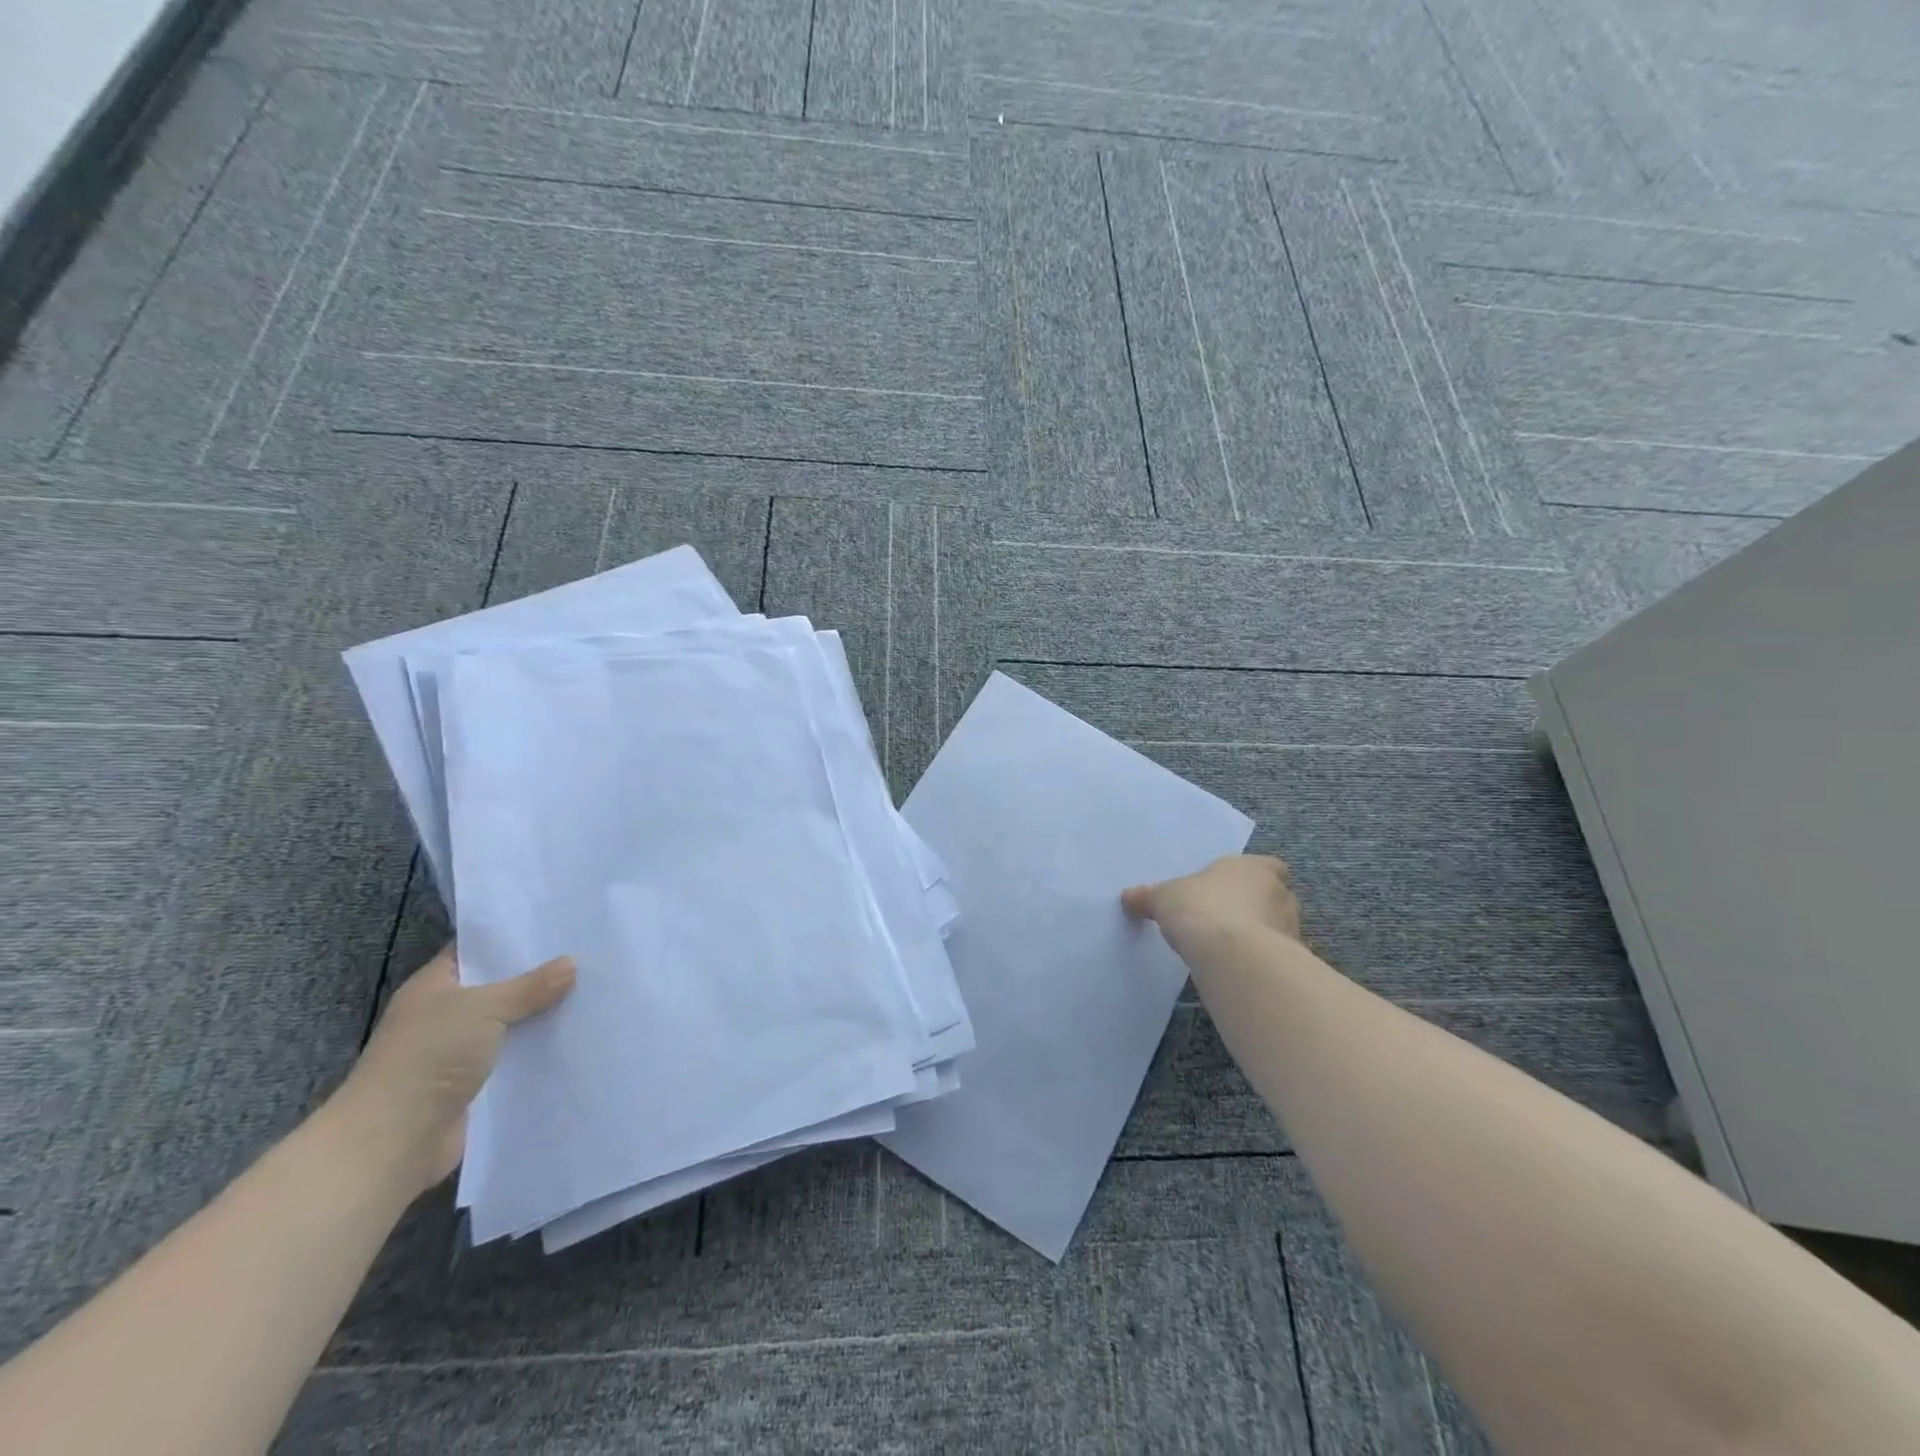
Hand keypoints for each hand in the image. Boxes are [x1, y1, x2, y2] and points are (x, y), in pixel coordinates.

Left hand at [326, 945, 574, 1198]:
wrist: (393, 1142)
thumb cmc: (428, 1058)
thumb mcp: (483, 1008)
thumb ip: (529, 986)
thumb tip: (570, 963)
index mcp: (434, 986)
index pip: (476, 950)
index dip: (512, 937)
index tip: (558, 924)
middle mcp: (445, 1014)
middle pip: (500, 986)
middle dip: (539, 976)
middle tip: (588, 955)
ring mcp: (460, 1051)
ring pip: (512, 1023)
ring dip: (543, 1015)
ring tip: (594, 992)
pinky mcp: (476, 1084)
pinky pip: (516, 1057)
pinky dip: (539, 1050)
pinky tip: (577, 1036)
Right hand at [1122, 855, 1302, 952]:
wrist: (1231, 956)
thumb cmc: (1200, 908)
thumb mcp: (1163, 898)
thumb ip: (1148, 897)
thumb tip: (1128, 898)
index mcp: (1254, 867)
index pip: (1267, 866)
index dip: (1251, 877)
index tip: (1231, 889)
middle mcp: (1279, 893)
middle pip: (1272, 897)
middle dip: (1255, 907)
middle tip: (1225, 920)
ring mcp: (1289, 928)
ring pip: (1276, 928)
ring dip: (1259, 936)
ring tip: (1228, 949)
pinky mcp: (1291, 961)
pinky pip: (1275, 958)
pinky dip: (1259, 962)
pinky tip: (1236, 970)